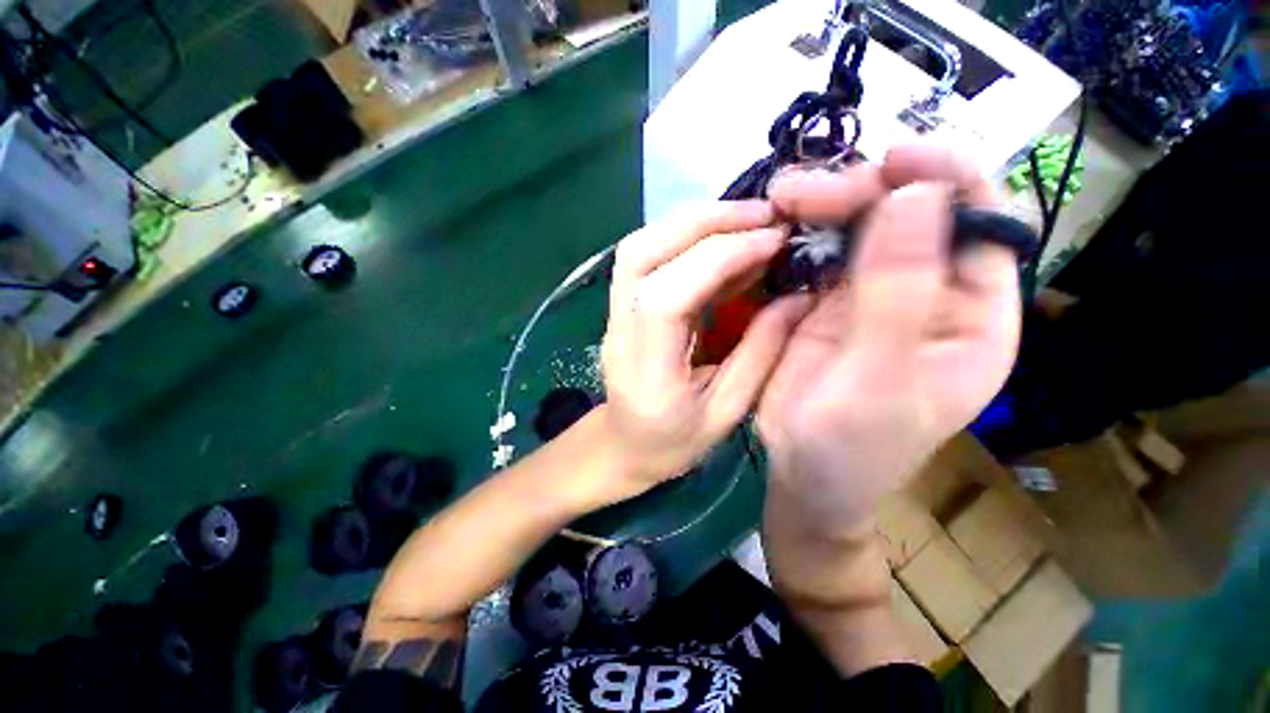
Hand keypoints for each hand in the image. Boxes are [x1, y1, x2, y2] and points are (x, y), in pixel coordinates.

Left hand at [600, 200, 811, 498]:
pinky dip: (685, 237)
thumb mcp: (725, 413)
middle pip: (642, 254)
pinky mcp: (621, 305)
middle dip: (706, 223)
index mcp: (645, 372)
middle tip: (765, 215)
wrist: (622, 443)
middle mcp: (619, 332)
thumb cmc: (671, 443)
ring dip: (693, 223)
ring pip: (639, 246)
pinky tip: (722, 241)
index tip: (773, 241)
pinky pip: (646, 256)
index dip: (718, 258)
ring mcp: (614, 314)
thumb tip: (798, 297)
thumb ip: (759, 355)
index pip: (667, 296)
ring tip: (747, 221)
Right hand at [757, 144, 1021, 539]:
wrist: (803, 475)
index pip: (980, 223)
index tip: (893, 159)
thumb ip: (898, 295)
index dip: (946, 178)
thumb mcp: (879, 382)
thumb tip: (915, 196)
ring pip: (859, 228)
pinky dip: (800, 234)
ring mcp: (871, 296)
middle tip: (800, 194)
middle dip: (861, 191)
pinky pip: (819, 255)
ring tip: (781, 200)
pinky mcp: (826, 305)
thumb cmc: (851, 448)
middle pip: (909, 214)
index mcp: (970, 315)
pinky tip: (776, 229)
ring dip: (824, 206)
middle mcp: (927, 293)